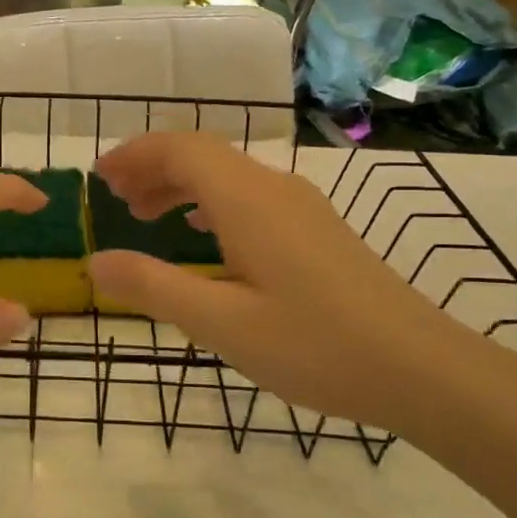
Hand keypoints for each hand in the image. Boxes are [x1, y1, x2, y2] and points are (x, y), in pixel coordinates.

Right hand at [89, 133, 506, 434]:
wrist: (420, 368)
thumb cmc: (314, 346)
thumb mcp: (220, 323)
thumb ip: (152, 287)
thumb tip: (95, 262)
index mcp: (247, 200)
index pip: (180, 149)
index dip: (135, 154)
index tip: (98, 177)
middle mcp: (274, 189)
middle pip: (202, 155)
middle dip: (152, 168)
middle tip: (114, 199)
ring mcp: (301, 207)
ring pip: (227, 175)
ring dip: (181, 185)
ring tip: (146, 216)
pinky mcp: (317, 230)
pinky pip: (249, 196)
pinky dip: (211, 202)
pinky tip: (204, 234)